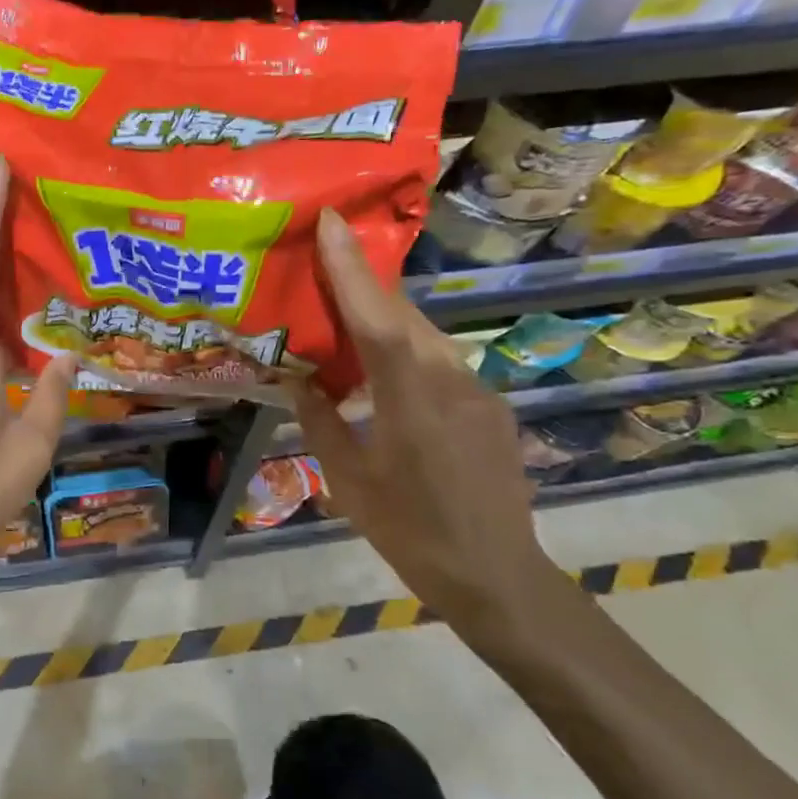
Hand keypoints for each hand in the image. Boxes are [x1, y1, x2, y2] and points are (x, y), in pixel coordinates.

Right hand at [290, 210, 571, 642]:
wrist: (498, 576)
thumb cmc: (412, 534)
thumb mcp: (351, 483)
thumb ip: (322, 424)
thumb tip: (298, 382)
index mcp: (410, 400)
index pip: (376, 319)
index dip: (351, 268)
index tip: (332, 222)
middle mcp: (452, 381)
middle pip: (404, 316)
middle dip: (365, 286)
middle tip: (325, 265)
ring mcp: (479, 391)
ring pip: (426, 337)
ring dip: (386, 321)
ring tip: (348, 322)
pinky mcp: (492, 407)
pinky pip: (443, 363)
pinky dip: (409, 354)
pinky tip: (387, 377)